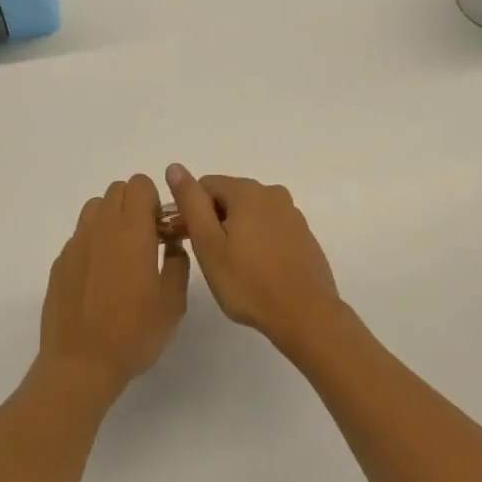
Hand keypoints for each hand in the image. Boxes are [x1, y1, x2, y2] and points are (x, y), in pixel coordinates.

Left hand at [40, 175, 188, 395]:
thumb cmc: (133, 334)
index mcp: (132, 231)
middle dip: (135, 205)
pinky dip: (94, 241)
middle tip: (146, 241)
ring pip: (96, 207)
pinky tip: (100, 278)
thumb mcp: (173, 303)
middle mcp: (101, 228)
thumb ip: (178, 265)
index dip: (155, 201)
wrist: (80, 364)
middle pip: (117, 190)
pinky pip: (81, 235)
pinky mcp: (60, 262)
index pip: (140, 185)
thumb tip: (173, 246)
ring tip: (122, 255)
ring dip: (112, 218)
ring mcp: (76, 243)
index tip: (162, 230)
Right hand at [165, 166, 346, 350]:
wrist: (306, 315)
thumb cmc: (248, 282)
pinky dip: (258, 241)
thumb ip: (190, 202)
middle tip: (211, 258)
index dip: (191, 211)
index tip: (190, 241)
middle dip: (215, 220)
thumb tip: (175, 167)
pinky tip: (258, 270)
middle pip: (229, 196)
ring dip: (237, 231)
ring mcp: (292, 214)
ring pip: (251, 213)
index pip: (205, 185)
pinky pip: (270, 227)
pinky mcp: (303, 234)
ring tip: (234, 267)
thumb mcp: (208, 243)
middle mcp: (272, 193)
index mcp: (247, 192)